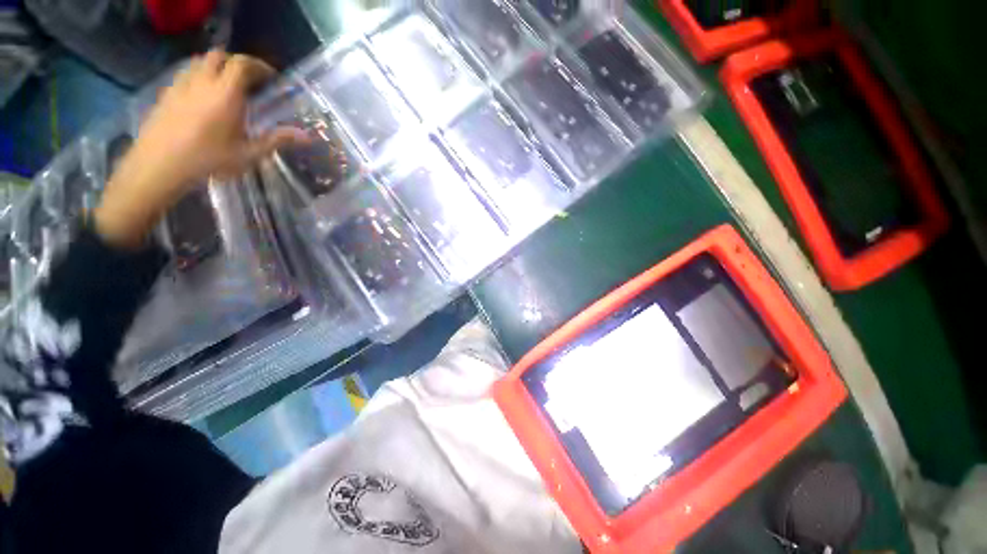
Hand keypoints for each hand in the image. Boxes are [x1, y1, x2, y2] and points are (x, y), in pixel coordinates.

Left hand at [94, 51, 300, 248]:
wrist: (160, 165)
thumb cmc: (208, 160)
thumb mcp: (249, 154)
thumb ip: (277, 140)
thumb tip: (306, 137)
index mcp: (225, 94)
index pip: (242, 64)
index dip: (258, 66)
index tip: (270, 77)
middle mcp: (203, 82)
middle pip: (219, 56)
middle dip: (236, 63)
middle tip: (249, 80)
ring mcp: (181, 85)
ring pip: (200, 62)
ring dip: (216, 67)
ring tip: (226, 86)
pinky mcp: (167, 93)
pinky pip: (186, 74)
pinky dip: (199, 77)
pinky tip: (203, 96)